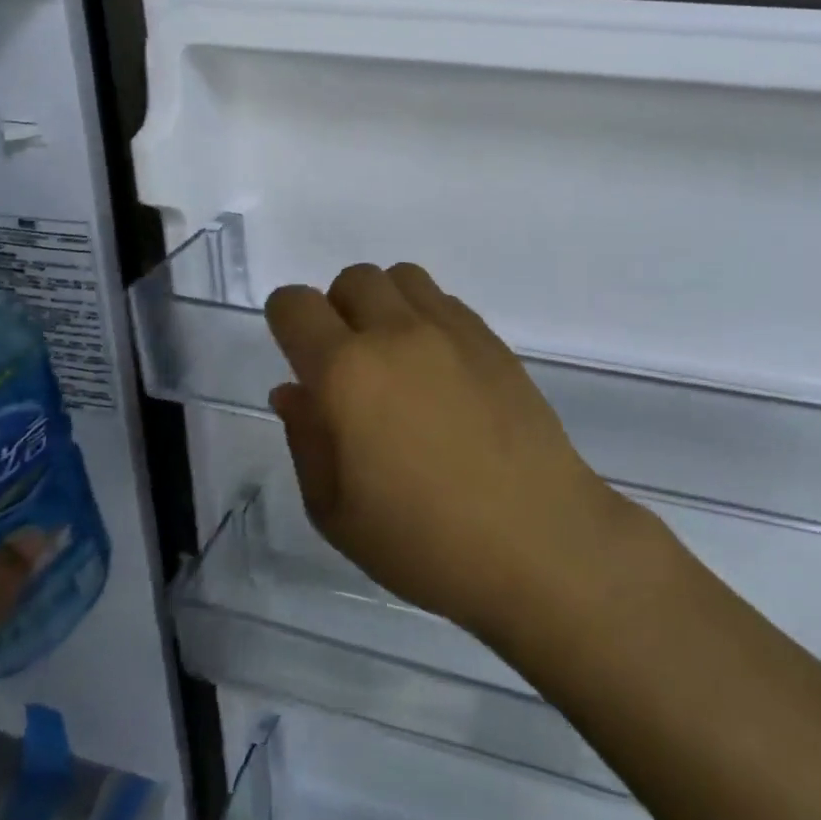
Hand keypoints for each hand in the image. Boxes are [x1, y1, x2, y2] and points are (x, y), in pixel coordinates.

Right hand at [264, 263, 635, 643]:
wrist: (535, 539)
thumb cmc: (424, 541)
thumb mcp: (336, 512)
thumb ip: (306, 439)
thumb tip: (295, 390)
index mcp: (346, 372)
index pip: (295, 305)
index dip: (285, 319)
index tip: (295, 351)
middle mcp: (396, 333)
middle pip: (352, 278)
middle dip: (337, 309)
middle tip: (348, 364)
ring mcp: (450, 330)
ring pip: (402, 277)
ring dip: (385, 304)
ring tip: (395, 358)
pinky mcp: (491, 339)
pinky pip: (445, 301)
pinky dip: (427, 318)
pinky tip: (439, 370)